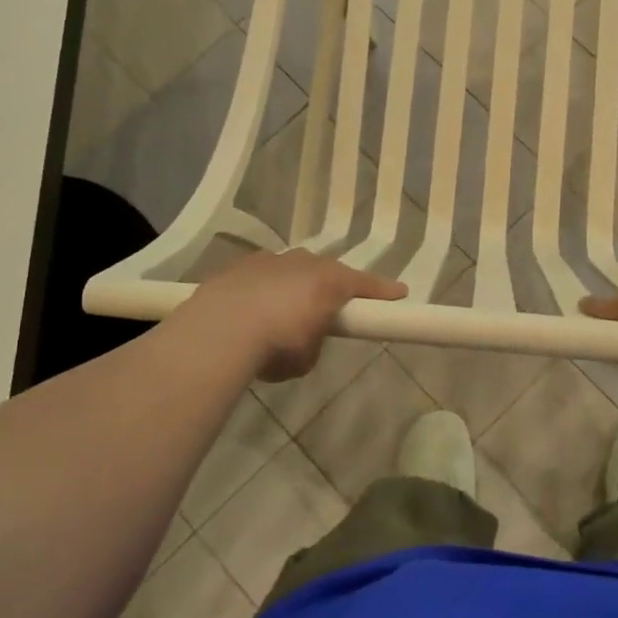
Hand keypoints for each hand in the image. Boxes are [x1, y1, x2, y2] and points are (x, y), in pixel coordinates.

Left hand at [185, 249, 406, 381]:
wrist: (218, 331)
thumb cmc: (276, 346)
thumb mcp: (307, 357)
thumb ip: (315, 340)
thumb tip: (304, 336)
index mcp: (330, 282)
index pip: (366, 285)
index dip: (384, 292)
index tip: (400, 294)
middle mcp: (303, 262)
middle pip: (327, 272)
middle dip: (331, 288)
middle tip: (330, 308)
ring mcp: (269, 259)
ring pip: (291, 270)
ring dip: (293, 286)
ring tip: (283, 312)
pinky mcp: (239, 265)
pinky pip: (261, 276)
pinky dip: (263, 289)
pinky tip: (252, 309)